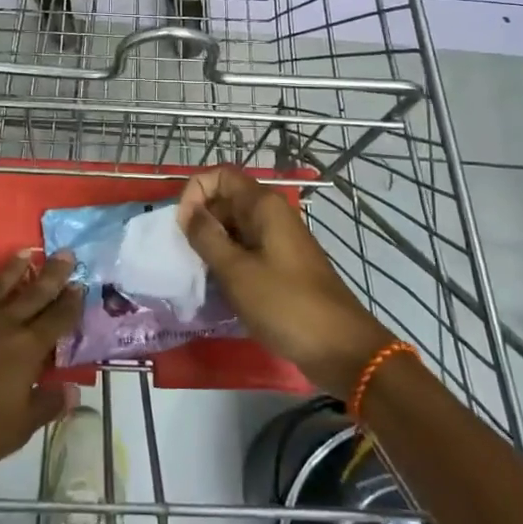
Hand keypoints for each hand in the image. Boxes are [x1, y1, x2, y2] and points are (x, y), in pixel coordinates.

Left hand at [0, 252, 83, 471]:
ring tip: (25, 253)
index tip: (81, 285)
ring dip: (15, 268)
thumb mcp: (17, 428)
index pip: (57, 319)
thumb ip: (46, 406)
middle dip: (53, 273)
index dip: (71, 303)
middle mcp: (5, 323)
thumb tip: (73, 390)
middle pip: (34, 292)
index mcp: (27, 348)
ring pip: (0, 285)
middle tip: (65, 252)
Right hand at [179, 167, 394, 398]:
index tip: (182, 226)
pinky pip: (247, 251)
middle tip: (185, 255)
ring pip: (235, 228)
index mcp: (264, 206)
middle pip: (226, 200)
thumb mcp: (236, 271)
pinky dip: (229, 262)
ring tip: (198, 274)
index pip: (220, 175)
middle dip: (201, 221)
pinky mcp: (282, 265)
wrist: (340, 348)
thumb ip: (207, 237)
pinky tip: (219, 288)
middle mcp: (272, 214)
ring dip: (213, 245)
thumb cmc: (285, 304)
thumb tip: (189, 212)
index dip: (195, 192)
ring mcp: (279, 240)